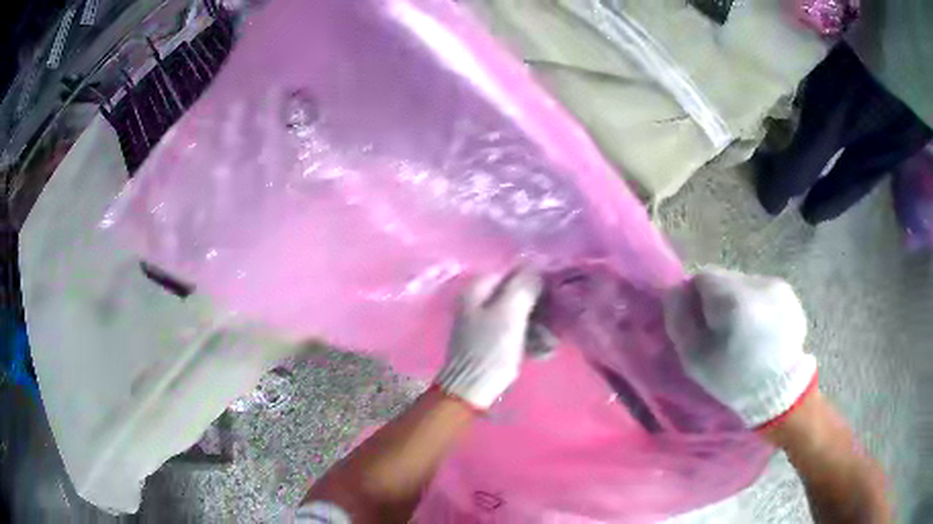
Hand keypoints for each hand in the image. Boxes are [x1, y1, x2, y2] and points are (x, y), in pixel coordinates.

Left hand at [435, 269, 541, 409]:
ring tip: (551, 343)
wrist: (471, 391)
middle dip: (539, 308)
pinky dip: (529, 339)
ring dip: (538, 327)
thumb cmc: (490, 349)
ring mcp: (483, 323)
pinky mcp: (490, 343)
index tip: (555, 292)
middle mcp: (478, 302)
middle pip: (516, 294)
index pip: (512, 272)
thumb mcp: (510, 313)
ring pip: (518, 315)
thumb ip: (524, 286)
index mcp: (477, 289)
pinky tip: (543, 351)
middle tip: (557, 321)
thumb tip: (537, 264)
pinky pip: (515, 333)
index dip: (535, 279)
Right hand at [663, 267, 816, 427]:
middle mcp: (756, 283)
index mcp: (732, 299)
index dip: (695, 300)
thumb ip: (679, 321)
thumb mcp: (695, 359)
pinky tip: (761, 328)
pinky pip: (761, 289)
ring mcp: (775, 285)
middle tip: (721, 331)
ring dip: (737, 301)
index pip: (701, 277)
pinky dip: (756, 304)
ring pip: (743, 283)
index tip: (700, 325)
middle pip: (724, 279)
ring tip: (743, 331)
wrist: (780, 391)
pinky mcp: (788, 292)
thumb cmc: (734, 379)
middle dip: (718, 300)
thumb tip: (673, 292)